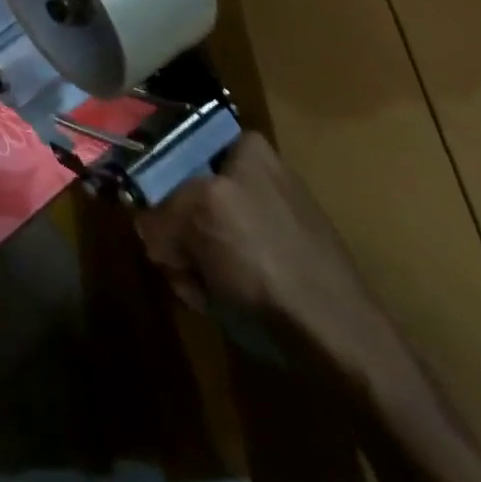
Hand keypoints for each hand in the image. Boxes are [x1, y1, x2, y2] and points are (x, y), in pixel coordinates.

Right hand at [135, 132, 406, 385]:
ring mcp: (263, 217)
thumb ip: (157, 207)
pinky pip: (217, 257)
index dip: (152, 179)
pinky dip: (208, 279)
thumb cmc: (264, 257)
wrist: (334, 335)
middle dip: (171, 231)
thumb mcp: (197, 212)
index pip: (173, 146)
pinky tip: (215, 299)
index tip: (147, 211)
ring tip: (198, 288)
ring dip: (185, 261)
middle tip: (175, 259)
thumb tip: (148, 227)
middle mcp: (253, 174)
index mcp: (243, 147)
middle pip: (178, 191)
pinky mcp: (269, 257)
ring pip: (193, 229)